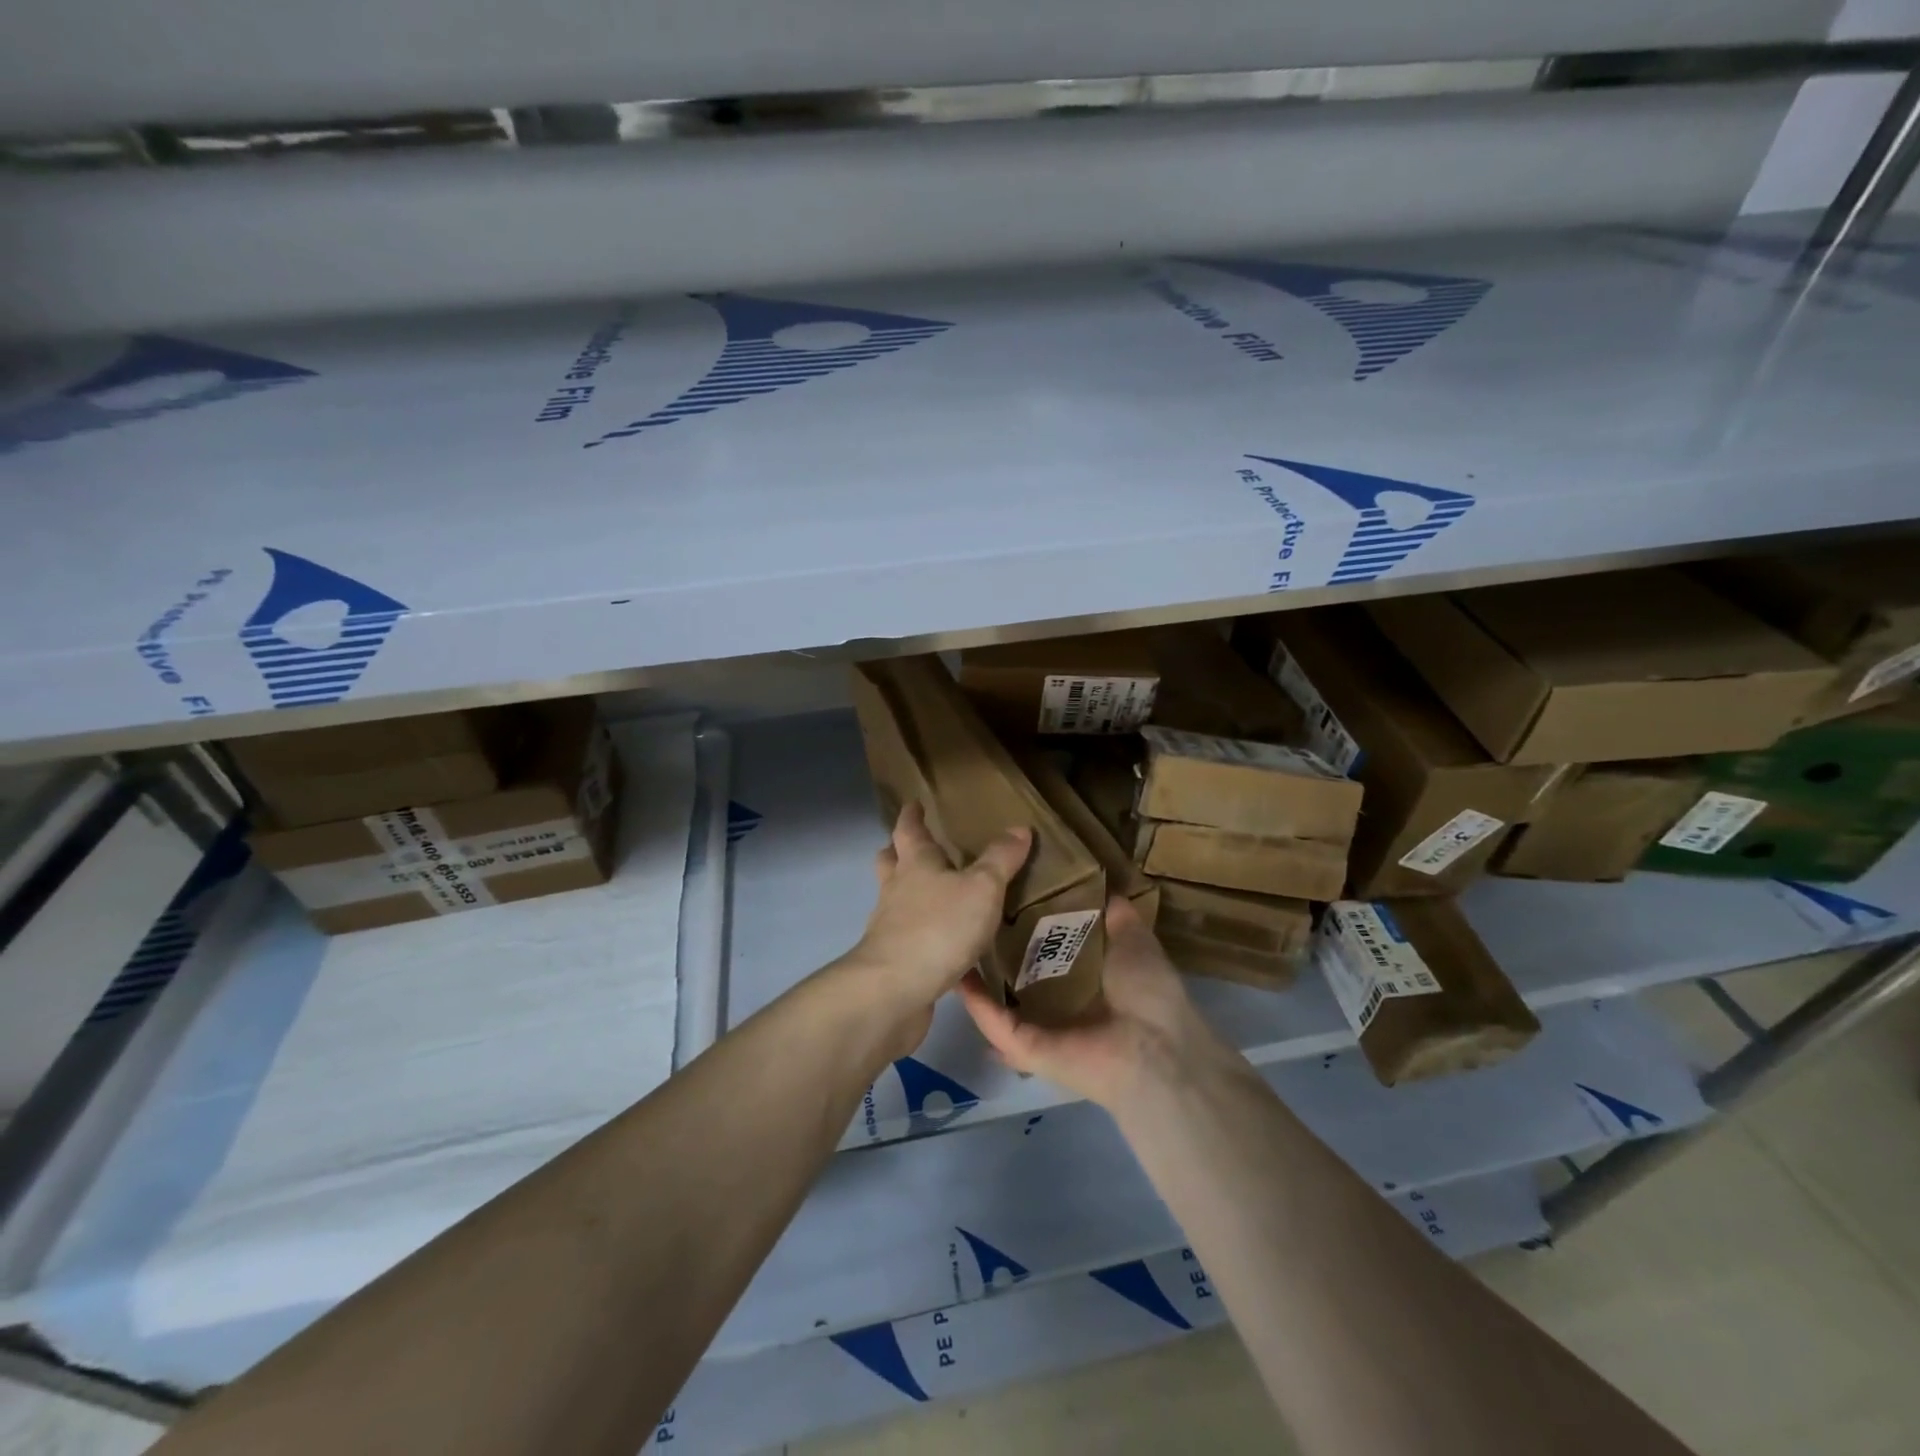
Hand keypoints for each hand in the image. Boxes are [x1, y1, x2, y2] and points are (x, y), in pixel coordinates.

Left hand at [841, 803, 1031, 1051]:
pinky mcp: (894, 962)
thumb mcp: (982, 888)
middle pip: (891, 863)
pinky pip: (909, 939)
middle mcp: (896, 890)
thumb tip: (1019, 828)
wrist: (894, 990)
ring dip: (910, 895)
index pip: (909, 830)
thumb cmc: (939, 927)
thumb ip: (1000, 859)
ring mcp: (889, 927)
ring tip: (936, 898)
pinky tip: (944, 948)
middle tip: (914, 848)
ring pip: (896, 901)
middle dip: (899, 852)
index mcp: (915, 864)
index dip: (912, 815)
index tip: (914, 804)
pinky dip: (923, 936)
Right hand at [960, 895, 1240, 1111]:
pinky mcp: (1026, 1047)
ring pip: (1000, 1001)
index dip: (1031, 926)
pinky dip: (976, 1001)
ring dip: (978, 979)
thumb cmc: (1148, 991)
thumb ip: (1118, 916)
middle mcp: (1063, 1007)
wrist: (1156, 1048)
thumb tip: (1107, 889)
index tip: (1009, 897)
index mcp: (1090, 982)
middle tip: (972, 918)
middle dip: (997, 953)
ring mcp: (1041, 1029)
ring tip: (953, 943)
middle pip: (1021, 978)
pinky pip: (995, 1022)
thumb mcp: (1135, 940)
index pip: (1052, 953)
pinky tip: (955, 972)